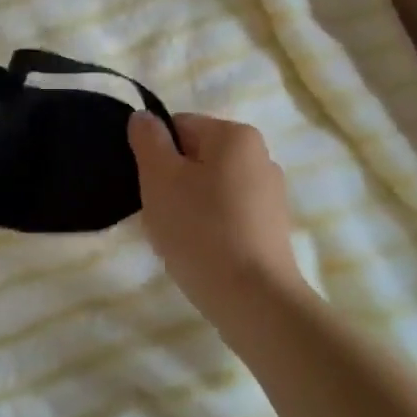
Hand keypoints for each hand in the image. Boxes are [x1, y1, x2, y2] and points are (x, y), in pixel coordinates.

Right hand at [128, 112, 303, 309]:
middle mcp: (260, 156)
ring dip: (188, 206)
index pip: (178, 127)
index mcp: (235, 135)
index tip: (149, 187)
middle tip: (160, 214)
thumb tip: (144, 117)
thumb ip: (148, 140)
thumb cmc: (200, 229)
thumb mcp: (159, 177)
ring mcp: (270, 195)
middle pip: (195, 157)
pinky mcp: (272, 229)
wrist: (253, 299)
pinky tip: (200, 252)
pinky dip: (209, 227)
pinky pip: (228, 215)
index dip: (155, 154)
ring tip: (179, 238)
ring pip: (210, 188)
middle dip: (172, 181)